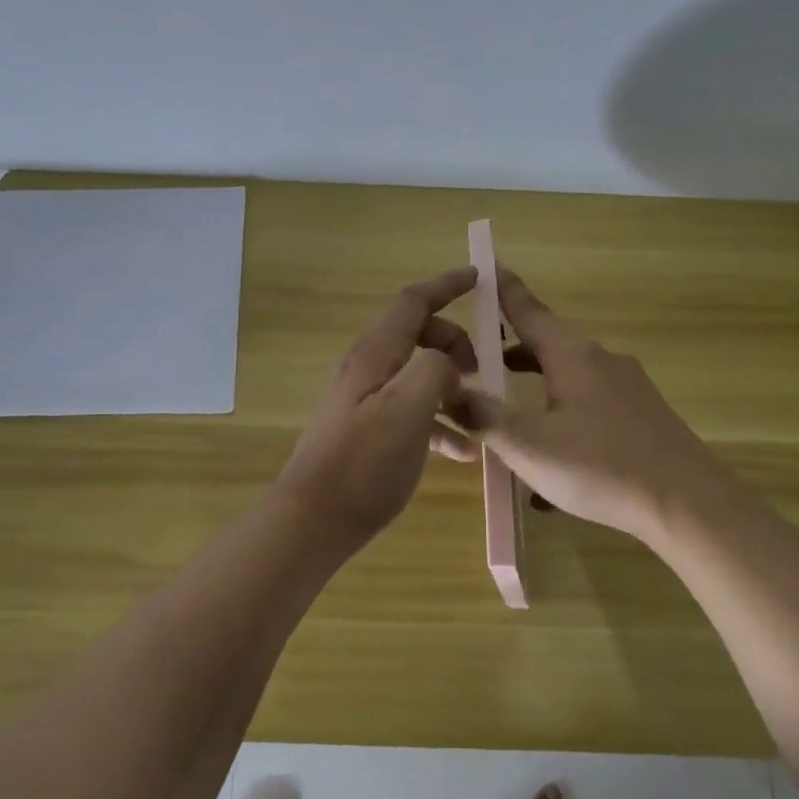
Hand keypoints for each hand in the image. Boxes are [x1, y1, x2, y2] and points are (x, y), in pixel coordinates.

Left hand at [276, 267, 478, 547]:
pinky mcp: (368, 431)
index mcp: (374, 354)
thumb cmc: (364, 462)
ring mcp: (365, 401)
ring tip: (480, 413)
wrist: (315, 520)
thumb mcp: (408, 408)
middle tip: (484, 371)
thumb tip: (447, 364)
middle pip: (417, 336)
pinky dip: (439, 422)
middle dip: (454, 344)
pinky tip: (463, 452)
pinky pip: (411, 412)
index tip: (479, 278)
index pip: (412, 302)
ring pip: (417, 375)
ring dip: (451, 386)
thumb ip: (434, 369)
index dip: (446, 285)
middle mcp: (367, 369)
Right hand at [448, 268, 716, 544]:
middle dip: (512, 353)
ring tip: (510, 418)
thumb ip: (485, 418)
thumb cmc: (600, 466)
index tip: (489, 265)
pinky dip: (563, 418)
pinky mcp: (643, 415)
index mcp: (572, 356)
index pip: (529, 312)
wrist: (688, 503)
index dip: (505, 291)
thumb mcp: (529, 446)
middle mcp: (602, 361)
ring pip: (569, 378)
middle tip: (480, 366)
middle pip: (548, 345)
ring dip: (537, 389)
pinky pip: (591, 405)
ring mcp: (628, 388)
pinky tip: (553, 466)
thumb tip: (450, 393)